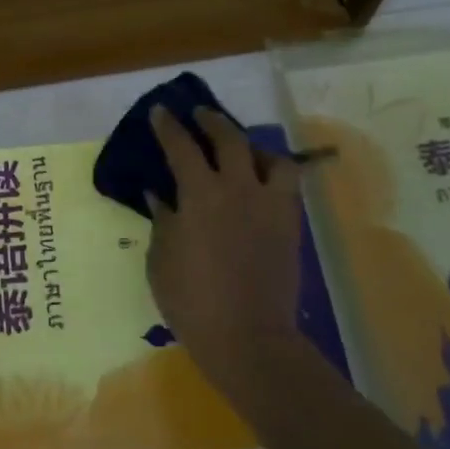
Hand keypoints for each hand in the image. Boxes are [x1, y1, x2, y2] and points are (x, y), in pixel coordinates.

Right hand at [145, 105, 306, 398]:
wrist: (248, 337)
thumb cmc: (192, 301)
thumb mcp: (161, 260)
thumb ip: (162, 221)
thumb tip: (160, 195)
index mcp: (200, 195)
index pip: (181, 147)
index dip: (169, 126)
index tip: (160, 111)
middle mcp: (238, 188)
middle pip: (230, 139)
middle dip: (212, 121)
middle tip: (200, 115)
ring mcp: (270, 205)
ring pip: (271, 157)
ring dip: (253, 147)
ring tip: (242, 151)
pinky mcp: (290, 224)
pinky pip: (287, 185)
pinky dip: (273, 174)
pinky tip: (260, 184)